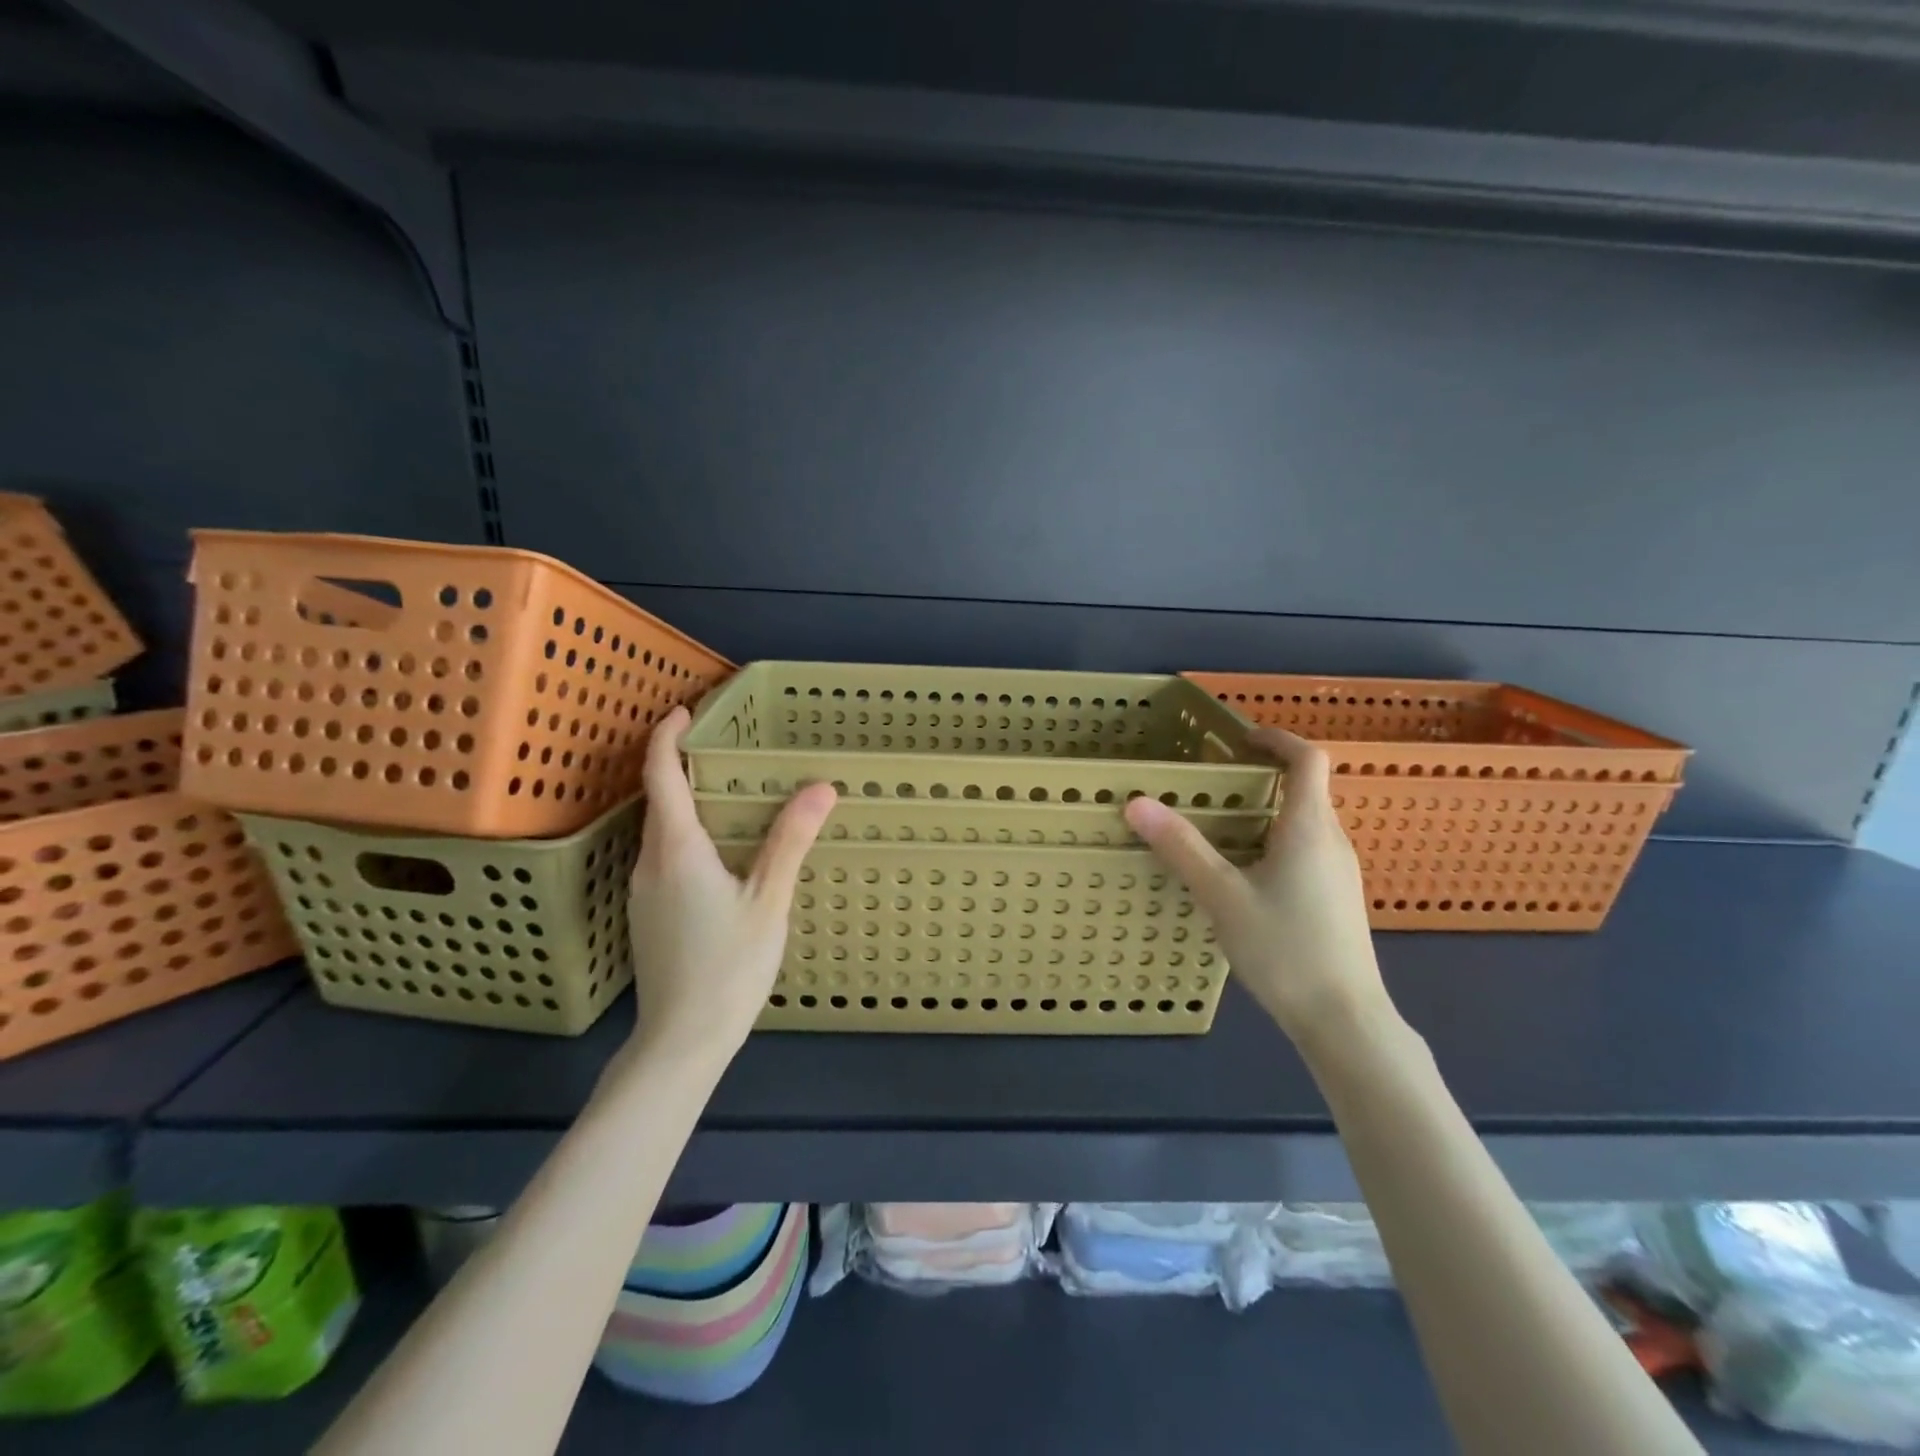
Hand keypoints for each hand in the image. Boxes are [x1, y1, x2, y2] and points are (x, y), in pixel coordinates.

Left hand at [624, 707, 835, 1062]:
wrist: (682, 1040)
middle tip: (722, 746)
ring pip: (660, 830)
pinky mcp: (647, 914)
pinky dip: (685, 834)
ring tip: (726, 791)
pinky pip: (663, 856)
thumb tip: (820, 788)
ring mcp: (642, 891)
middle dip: (680, 765)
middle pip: (657, 800)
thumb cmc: (729, 967)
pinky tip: (718, 850)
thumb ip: (791, 842)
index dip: (667, 738)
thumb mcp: (769, 901)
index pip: (661, 776)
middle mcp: (649, 863)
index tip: (683, 710)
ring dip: (683, 801)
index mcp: (677, 849)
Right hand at [1124, 727, 1392, 1049]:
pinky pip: (1307, 850)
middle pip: (1306, 788)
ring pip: (1305, 823)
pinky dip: (1275, 841)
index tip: (1240, 738)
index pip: (1308, 759)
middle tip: (1214, 782)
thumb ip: (1181, 847)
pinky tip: (1244, 875)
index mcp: (1310, 827)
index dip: (1277, 739)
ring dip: (1267, 811)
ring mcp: (1340, 872)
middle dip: (1262, 775)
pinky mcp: (1337, 899)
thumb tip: (1137, 803)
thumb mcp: (1222, 896)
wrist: (1345, 1020)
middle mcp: (1332, 841)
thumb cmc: (1285, 949)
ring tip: (1220, 826)